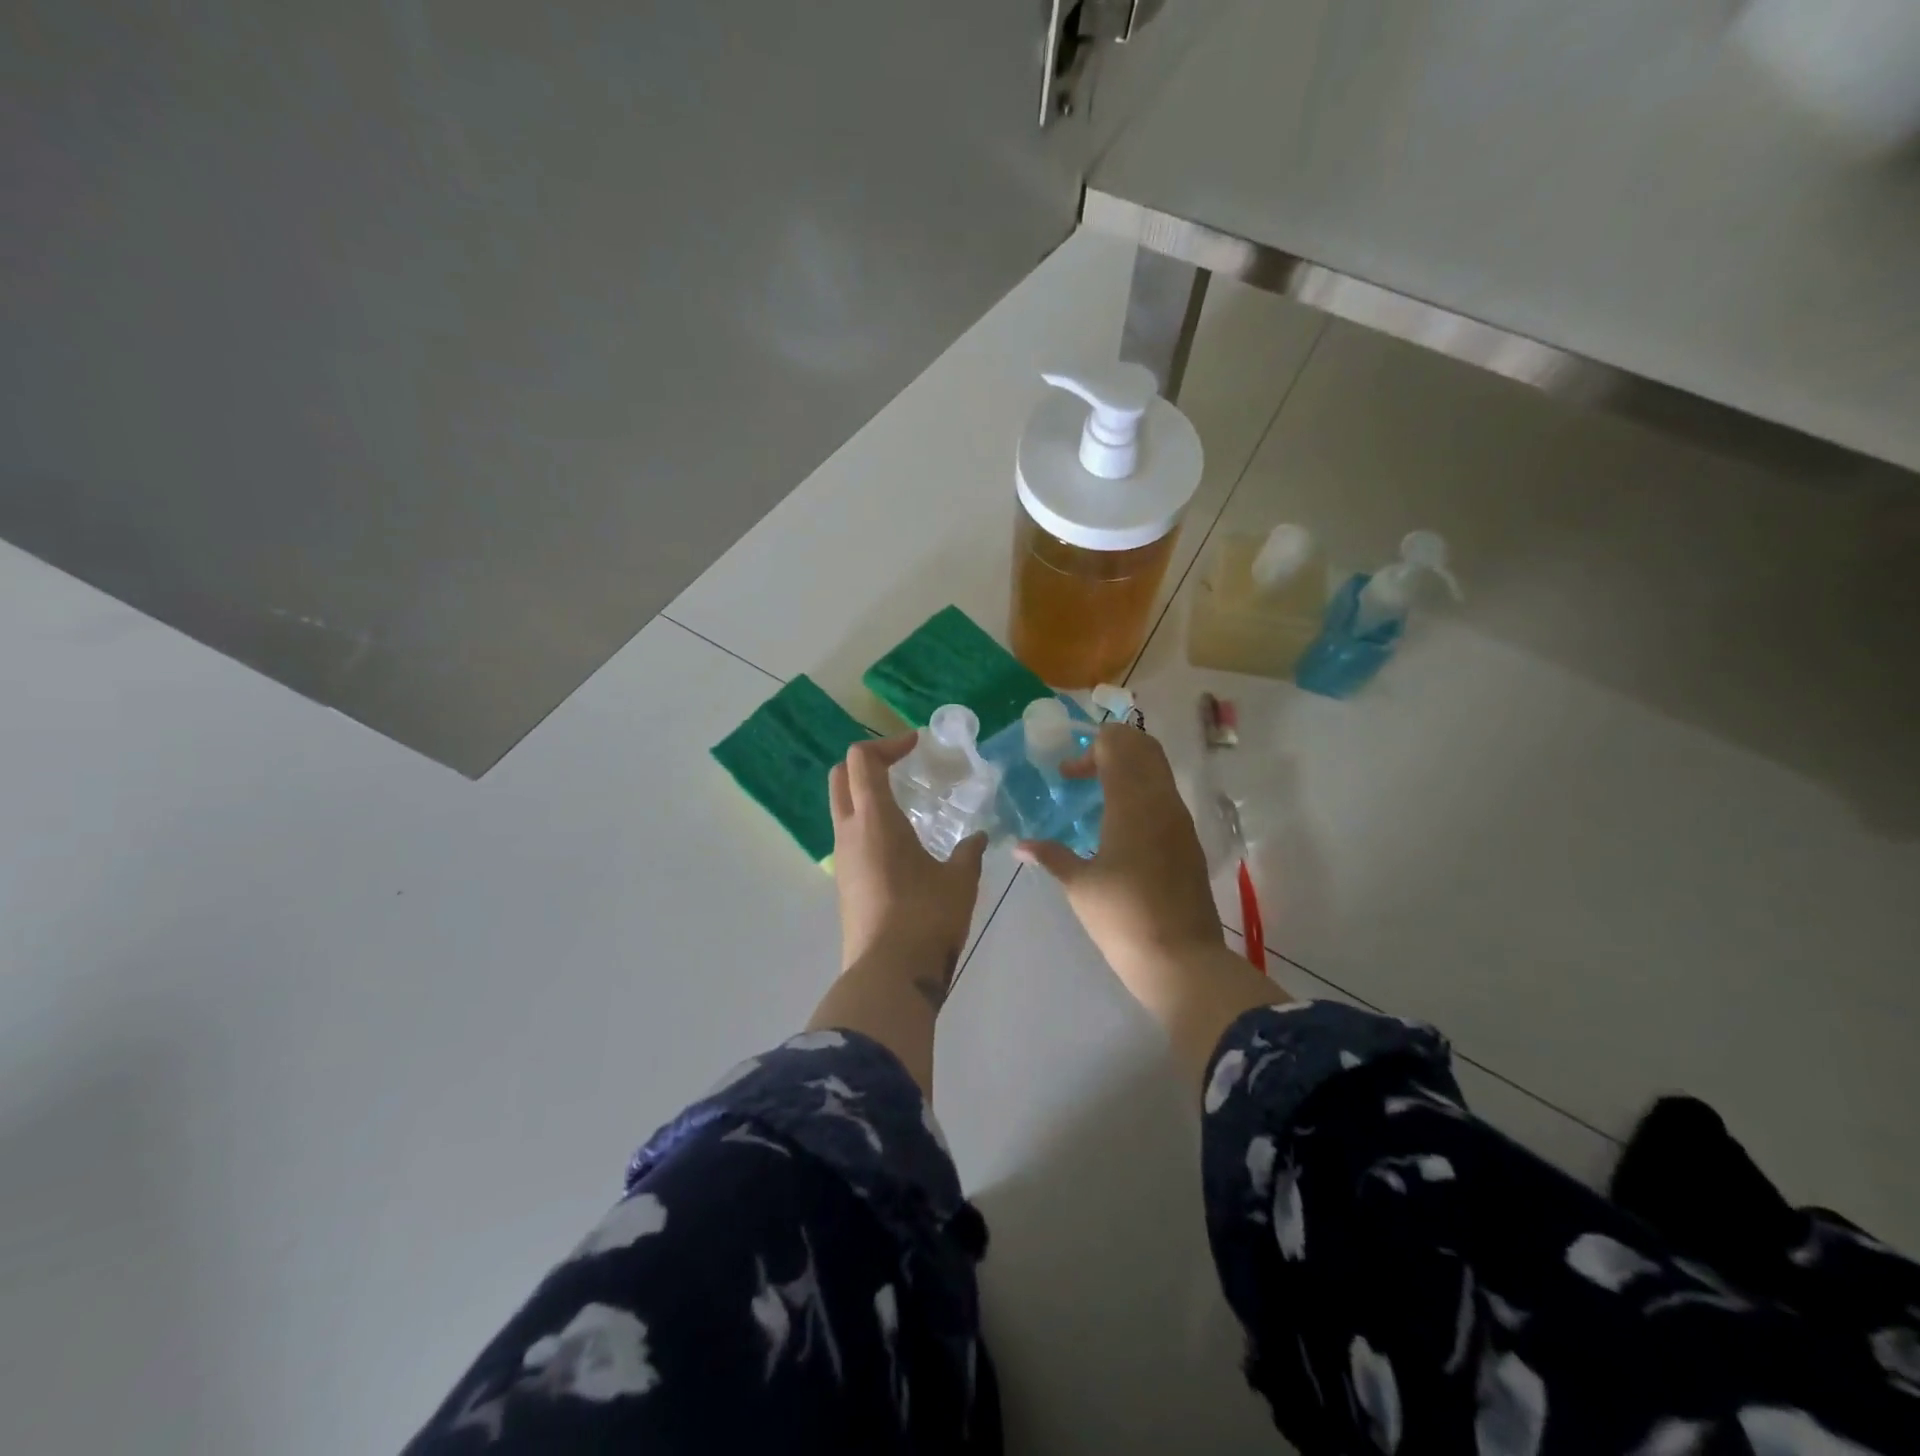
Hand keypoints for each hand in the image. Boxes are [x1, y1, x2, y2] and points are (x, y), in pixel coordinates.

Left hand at [829, 735, 986, 986]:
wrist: (889, 974)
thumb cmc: (926, 917)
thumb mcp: (960, 881)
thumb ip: (969, 852)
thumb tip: (978, 838)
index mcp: (874, 819)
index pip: (861, 760)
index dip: (887, 744)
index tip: (916, 744)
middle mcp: (849, 832)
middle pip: (840, 777)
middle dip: (867, 762)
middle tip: (902, 766)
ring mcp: (842, 860)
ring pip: (843, 809)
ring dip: (867, 795)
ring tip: (907, 806)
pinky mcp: (844, 884)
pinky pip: (850, 838)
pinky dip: (869, 824)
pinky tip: (902, 844)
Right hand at [1014, 725, 1225, 1000]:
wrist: (1181, 959)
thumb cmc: (1123, 917)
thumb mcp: (1079, 886)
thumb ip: (1050, 856)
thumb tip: (1019, 846)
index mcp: (1132, 803)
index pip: (1117, 746)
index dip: (1089, 750)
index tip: (1067, 775)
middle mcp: (1161, 801)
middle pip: (1144, 747)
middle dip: (1113, 747)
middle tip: (1084, 770)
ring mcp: (1180, 820)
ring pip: (1159, 770)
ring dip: (1129, 768)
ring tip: (1098, 793)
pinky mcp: (1189, 840)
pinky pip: (1166, 795)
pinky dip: (1143, 790)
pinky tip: (1121, 821)